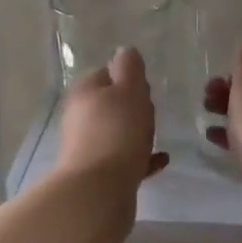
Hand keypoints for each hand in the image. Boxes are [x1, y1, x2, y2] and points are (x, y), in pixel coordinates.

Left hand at [55, 47, 169, 199]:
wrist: (99, 190)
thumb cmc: (117, 131)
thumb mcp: (129, 90)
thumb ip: (129, 68)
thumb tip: (124, 52)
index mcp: (85, 91)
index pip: (106, 72)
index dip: (128, 76)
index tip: (147, 86)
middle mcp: (80, 117)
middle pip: (109, 103)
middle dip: (131, 105)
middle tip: (153, 109)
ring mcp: (86, 147)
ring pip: (115, 132)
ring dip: (134, 132)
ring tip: (157, 135)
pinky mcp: (98, 174)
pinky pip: (123, 159)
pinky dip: (140, 157)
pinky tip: (161, 160)